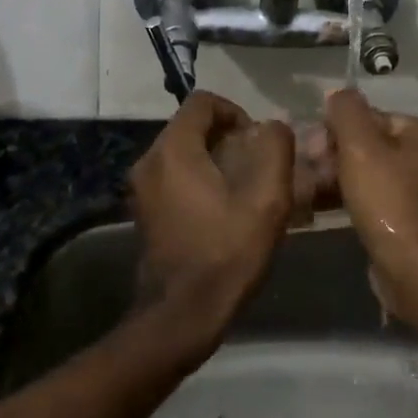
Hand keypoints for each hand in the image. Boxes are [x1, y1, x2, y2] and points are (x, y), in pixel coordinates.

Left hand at [129, 91, 295, 345]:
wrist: (181, 316)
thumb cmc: (226, 253)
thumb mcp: (267, 199)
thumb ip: (276, 149)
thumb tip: (273, 126)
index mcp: (174, 149)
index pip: (203, 101)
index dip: (236, 112)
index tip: (257, 141)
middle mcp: (149, 160)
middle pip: (192, 126)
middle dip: (227, 137)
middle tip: (256, 166)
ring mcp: (141, 188)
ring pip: (183, 152)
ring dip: (214, 159)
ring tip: (244, 189)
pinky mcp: (143, 211)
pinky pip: (173, 176)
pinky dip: (198, 179)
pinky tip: (222, 210)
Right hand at [324, 89, 417, 314]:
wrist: (413, 268)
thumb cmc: (387, 200)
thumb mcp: (360, 146)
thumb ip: (347, 111)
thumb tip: (338, 93)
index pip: (367, 116)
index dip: (334, 129)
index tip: (311, 149)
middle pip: (365, 143)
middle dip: (332, 154)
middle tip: (308, 171)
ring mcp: (414, 188)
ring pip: (363, 171)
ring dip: (334, 177)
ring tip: (307, 190)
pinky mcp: (403, 216)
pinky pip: (369, 196)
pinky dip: (345, 197)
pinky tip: (320, 206)